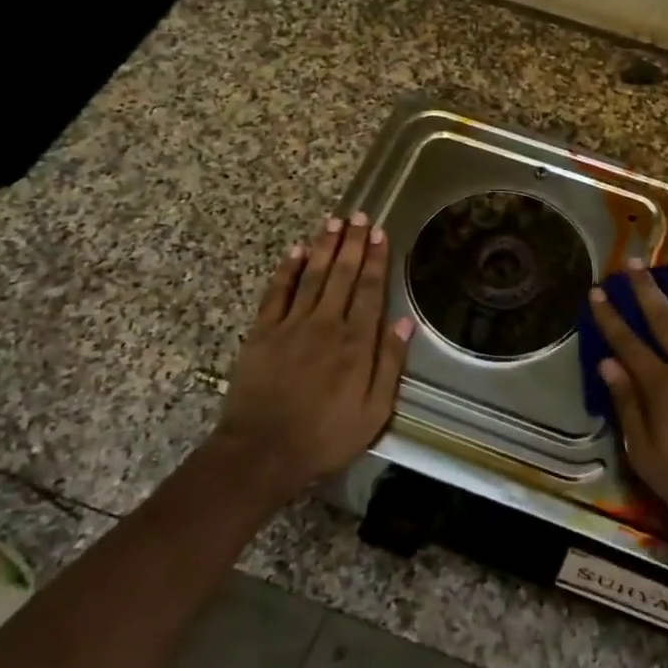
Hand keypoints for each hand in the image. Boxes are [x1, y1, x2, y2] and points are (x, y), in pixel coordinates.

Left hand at [211, 213, 414, 502]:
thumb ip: (389, 364)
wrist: (262, 452)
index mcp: (356, 343)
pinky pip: (277, 292)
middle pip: (343, 275)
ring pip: (312, 276)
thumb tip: (404, 323)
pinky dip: (287, 269)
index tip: (380, 234)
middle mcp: (326, 324)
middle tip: (360, 215)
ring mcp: (291, 325)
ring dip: (324, 247)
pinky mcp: (262, 332)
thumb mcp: (373, 411)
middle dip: (353, 243)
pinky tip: (296, 251)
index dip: (376, 260)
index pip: (370, 290)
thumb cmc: (325, 436)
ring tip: (334, 222)